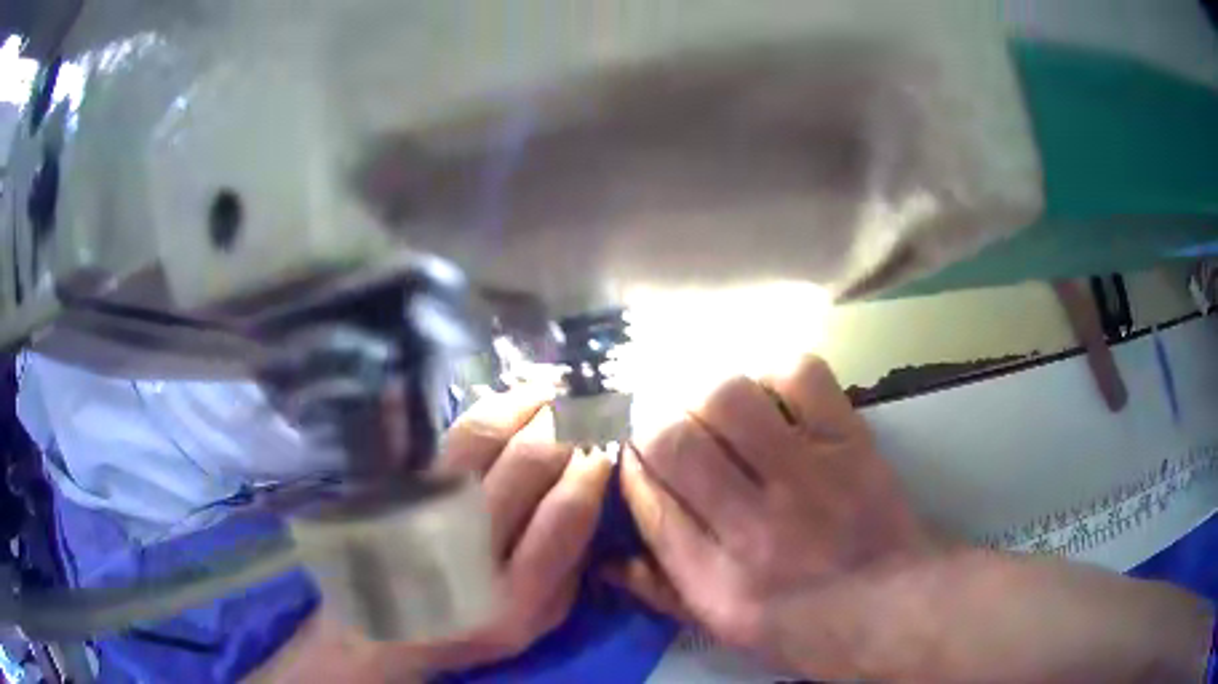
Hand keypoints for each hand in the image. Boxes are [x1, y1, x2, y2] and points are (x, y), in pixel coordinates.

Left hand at [250, 388, 611, 681]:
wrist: (393, 623)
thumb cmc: (479, 625)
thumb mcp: (541, 619)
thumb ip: (570, 565)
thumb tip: (591, 491)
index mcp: (516, 596)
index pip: (565, 513)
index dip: (592, 468)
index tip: (606, 446)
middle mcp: (471, 549)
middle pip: (526, 464)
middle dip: (566, 425)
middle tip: (588, 406)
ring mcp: (431, 510)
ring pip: (483, 438)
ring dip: (525, 404)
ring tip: (552, 390)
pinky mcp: (408, 488)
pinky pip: (452, 437)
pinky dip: (489, 410)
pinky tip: (512, 401)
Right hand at [613, 356, 937, 678]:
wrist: (898, 609)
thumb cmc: (807, 631)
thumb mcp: (724, 631)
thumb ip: (664, 594)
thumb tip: (609, 559)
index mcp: (715, 580)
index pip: (646, 499)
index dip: (631, 468)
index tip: (636, 459)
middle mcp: (751, 525)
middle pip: (672, 441)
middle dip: (653, 425)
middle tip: (668, 429)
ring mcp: (805, 476)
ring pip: (728, 399)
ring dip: (706, 395)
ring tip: (714, 410)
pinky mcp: (849, 442)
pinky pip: (801, 377)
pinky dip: (777, 374)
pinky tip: (772, 395)